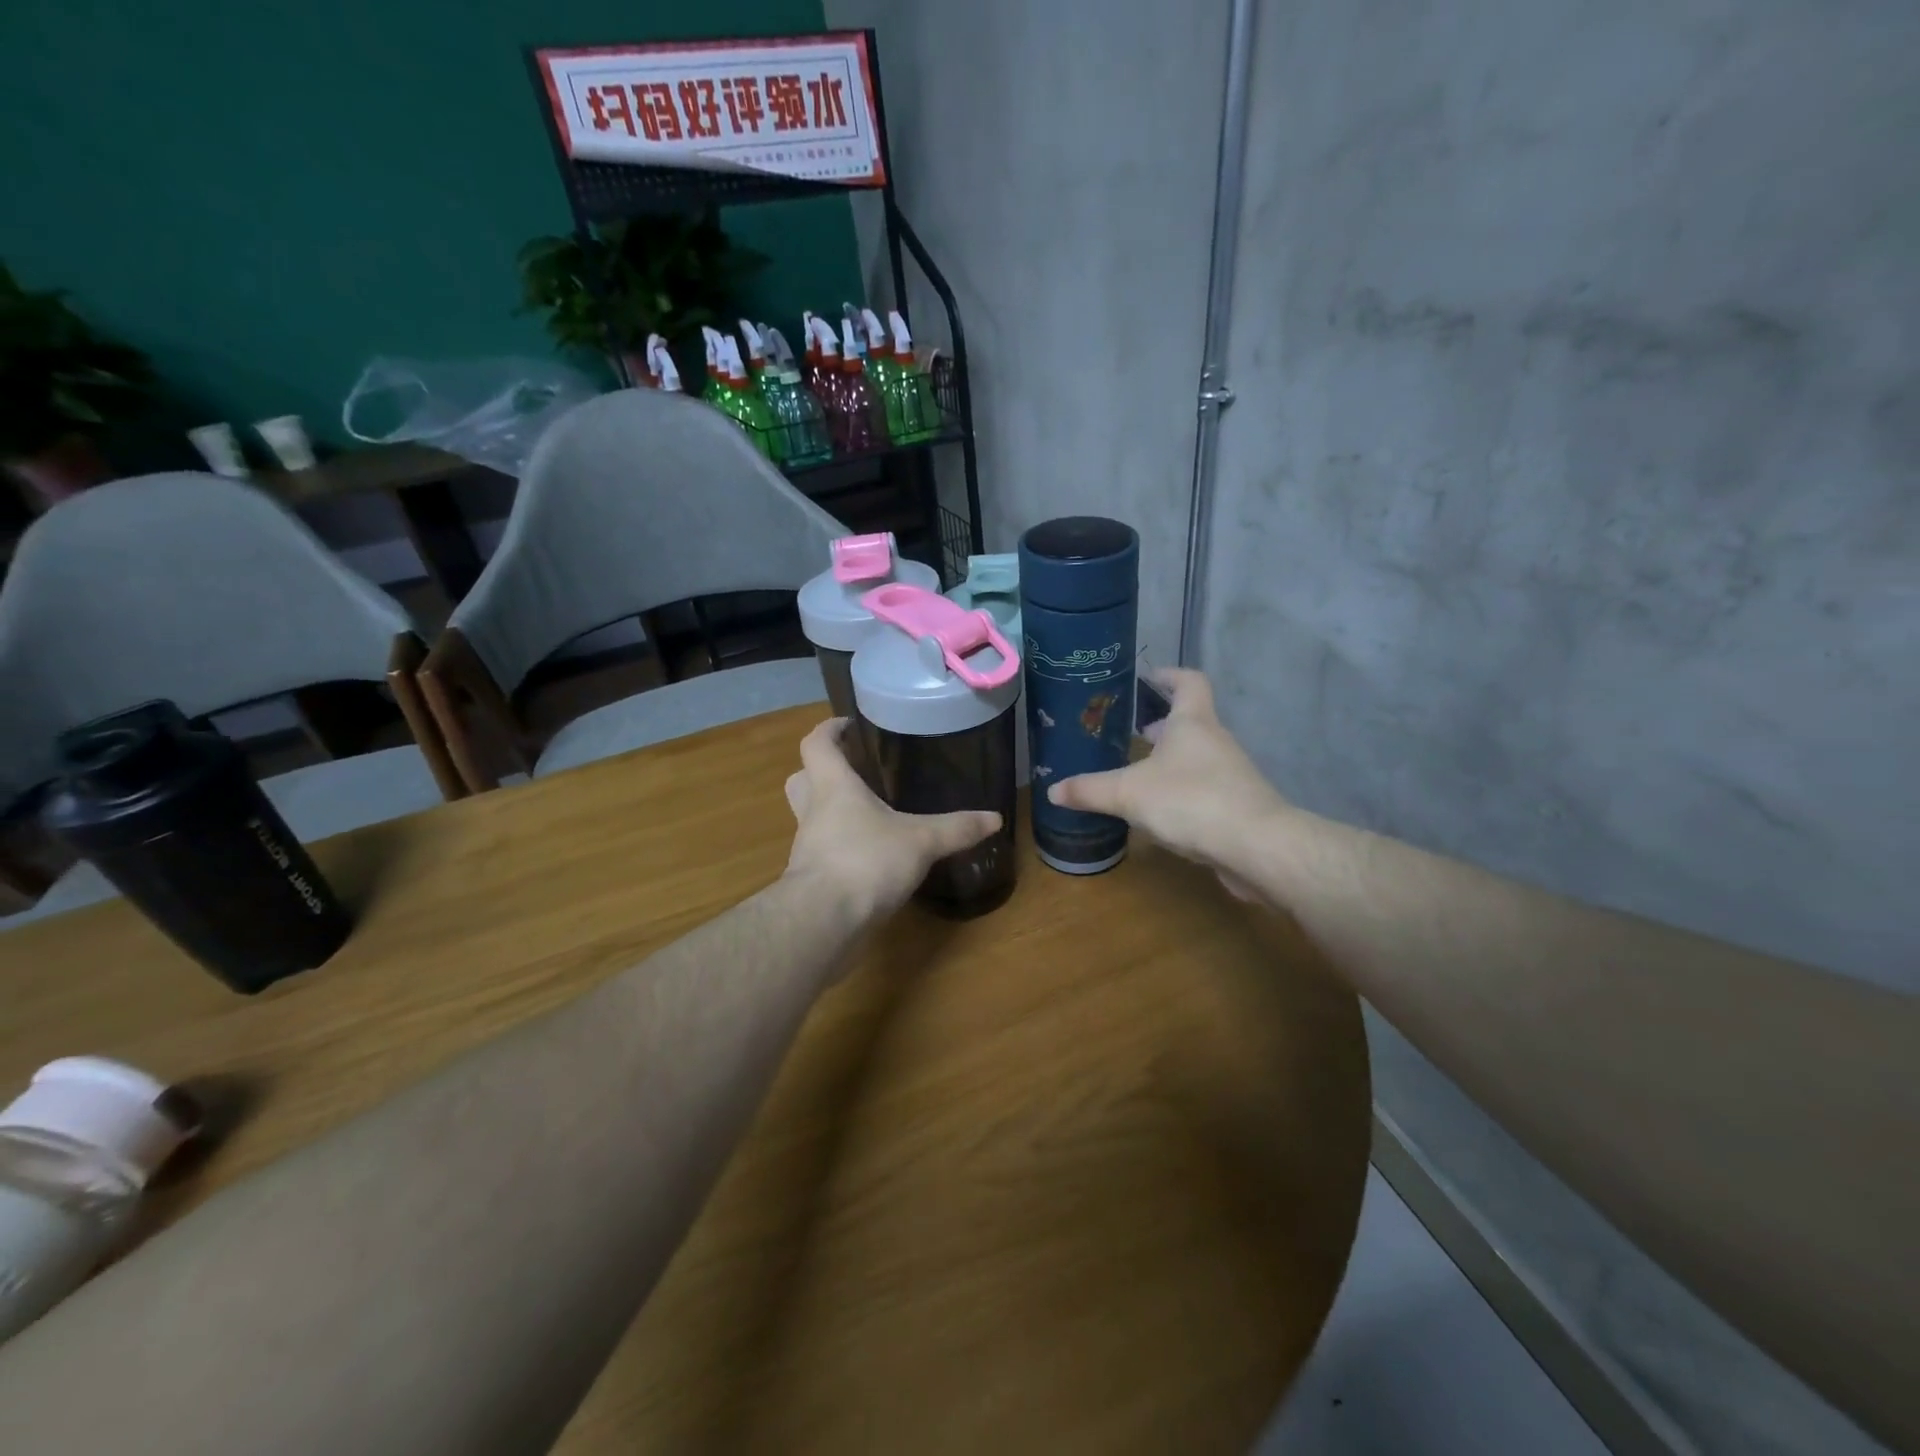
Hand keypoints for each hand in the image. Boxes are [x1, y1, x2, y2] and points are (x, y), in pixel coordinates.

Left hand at [784, 718, 1001, 922]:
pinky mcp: (810, 878)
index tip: (847, 725)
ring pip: (810, 816)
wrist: (823, 921)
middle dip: (823, 769)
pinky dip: (840, 846)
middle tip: (855, 769)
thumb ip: (956, 828)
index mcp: (833, 787)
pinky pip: (822, 850)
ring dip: (831, 810)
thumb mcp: (921, 841)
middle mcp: (813, 811)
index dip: (829, 729)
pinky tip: (869, 856)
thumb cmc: (866, 861)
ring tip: (868, 813)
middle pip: (803, 777)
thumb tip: (995, 818)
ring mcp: (807, 846)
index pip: (817, 744)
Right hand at [1047, 669, 1284, 888]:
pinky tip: (1159, 813)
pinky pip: (1203, 789)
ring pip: (1195, 758)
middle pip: (1189, 721)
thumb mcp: (1128, 793)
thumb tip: (1052, 790)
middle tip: (1129, 733)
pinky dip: (1181, 793)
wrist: (1256, 846)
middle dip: (1160, 726)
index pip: (1188, 681)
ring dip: (1169, 762)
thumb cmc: (1191, 800)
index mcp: (1192, 722)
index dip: (1168, 675)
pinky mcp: (1236, 806)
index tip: (1147, 678)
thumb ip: (1089, 790)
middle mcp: (1215, 741)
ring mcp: (1230, 774)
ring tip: (1136, 775)